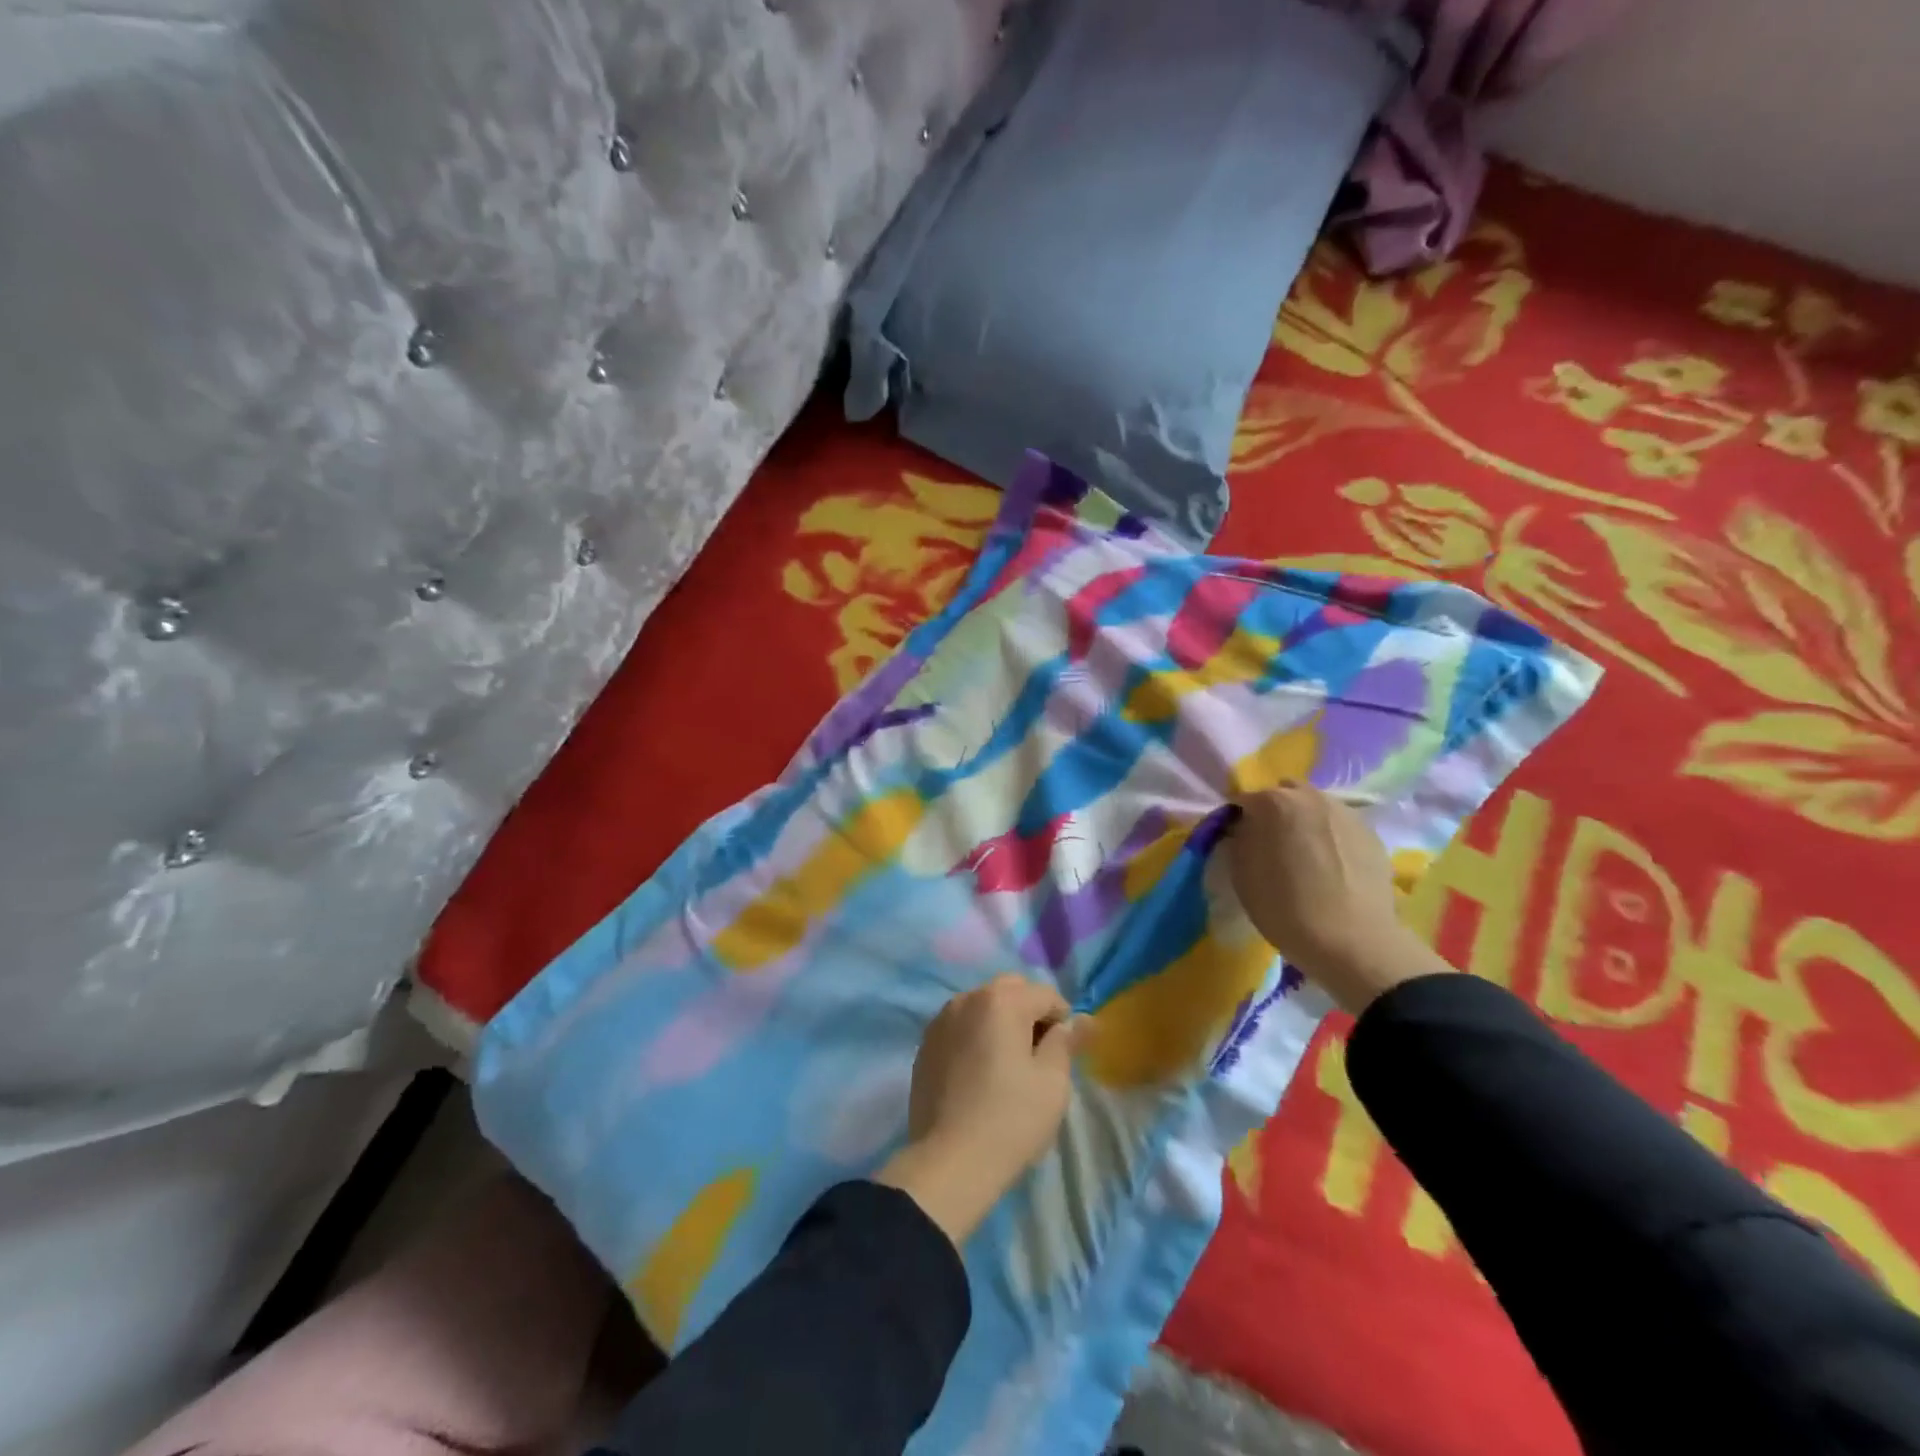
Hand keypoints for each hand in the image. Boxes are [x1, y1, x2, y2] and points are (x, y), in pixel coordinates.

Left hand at [876, 974, 1085, 1246]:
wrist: (949, 1162)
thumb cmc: (1011, 1119)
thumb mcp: (1052, 1082)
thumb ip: (1067, 1042)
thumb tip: (1084, 1020)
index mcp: (1001, 1000)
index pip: (1045, 995)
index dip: (1063, 1021)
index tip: (1064, 1056)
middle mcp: (968, 998)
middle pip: (1011, 991)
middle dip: (1030, 1013)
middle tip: (1037, 1056)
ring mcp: (941, 1019)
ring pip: (982, 1005)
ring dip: (1001, 1022)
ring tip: (1007, 1066)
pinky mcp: (925, 1044)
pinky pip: (960, 1026)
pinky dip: (976, 1036)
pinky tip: (979, 1074)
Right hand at [1227, 784, 1450, 1015]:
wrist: (1353, 942)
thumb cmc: (1285, 908)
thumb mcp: (1242, 875)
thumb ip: (1238, 840)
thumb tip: (1243, 829)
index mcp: (1274, 802)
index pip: (1243, 801)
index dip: (1237, 821)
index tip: (1237, 842)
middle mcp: (1312, 797)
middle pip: (1284, 794)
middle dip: (1274, 813)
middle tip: (1271, 845)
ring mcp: (1346, 813)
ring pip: (1316, 808)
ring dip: (1305, 822)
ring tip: (1305, 857)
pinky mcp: (1372, 834)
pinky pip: (1340, 827)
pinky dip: (1330, 838)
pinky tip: (1331, 867)